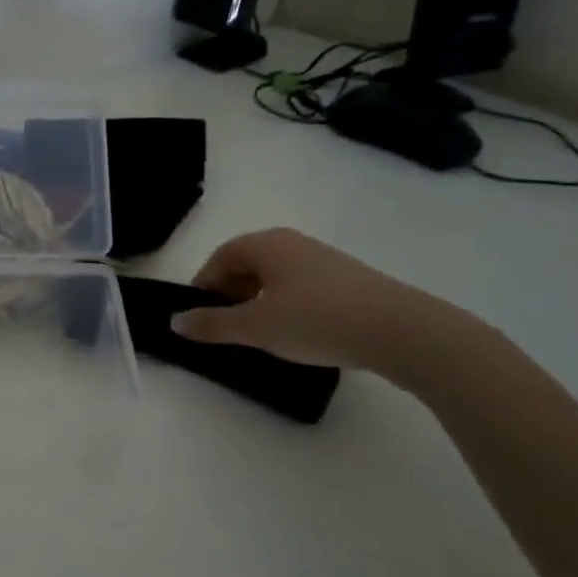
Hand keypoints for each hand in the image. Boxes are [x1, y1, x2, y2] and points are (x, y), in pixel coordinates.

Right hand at [170, 227, 452, 373]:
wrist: (403, 331)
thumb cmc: (317, 320)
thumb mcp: (256, 327)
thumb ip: (212, 324)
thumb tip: (175, 322)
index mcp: (267, 244)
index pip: (221, 256)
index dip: (203, 284)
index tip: (198, 314)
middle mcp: (294, 243)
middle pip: (248, 263)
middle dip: (230, 293)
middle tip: (225, 326)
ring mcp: (325, 261)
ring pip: (276, 277)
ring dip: (258, 300)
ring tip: (258, 333)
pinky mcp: (350, 282)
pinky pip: (302, 287)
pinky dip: (286, 305)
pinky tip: (295, 333)